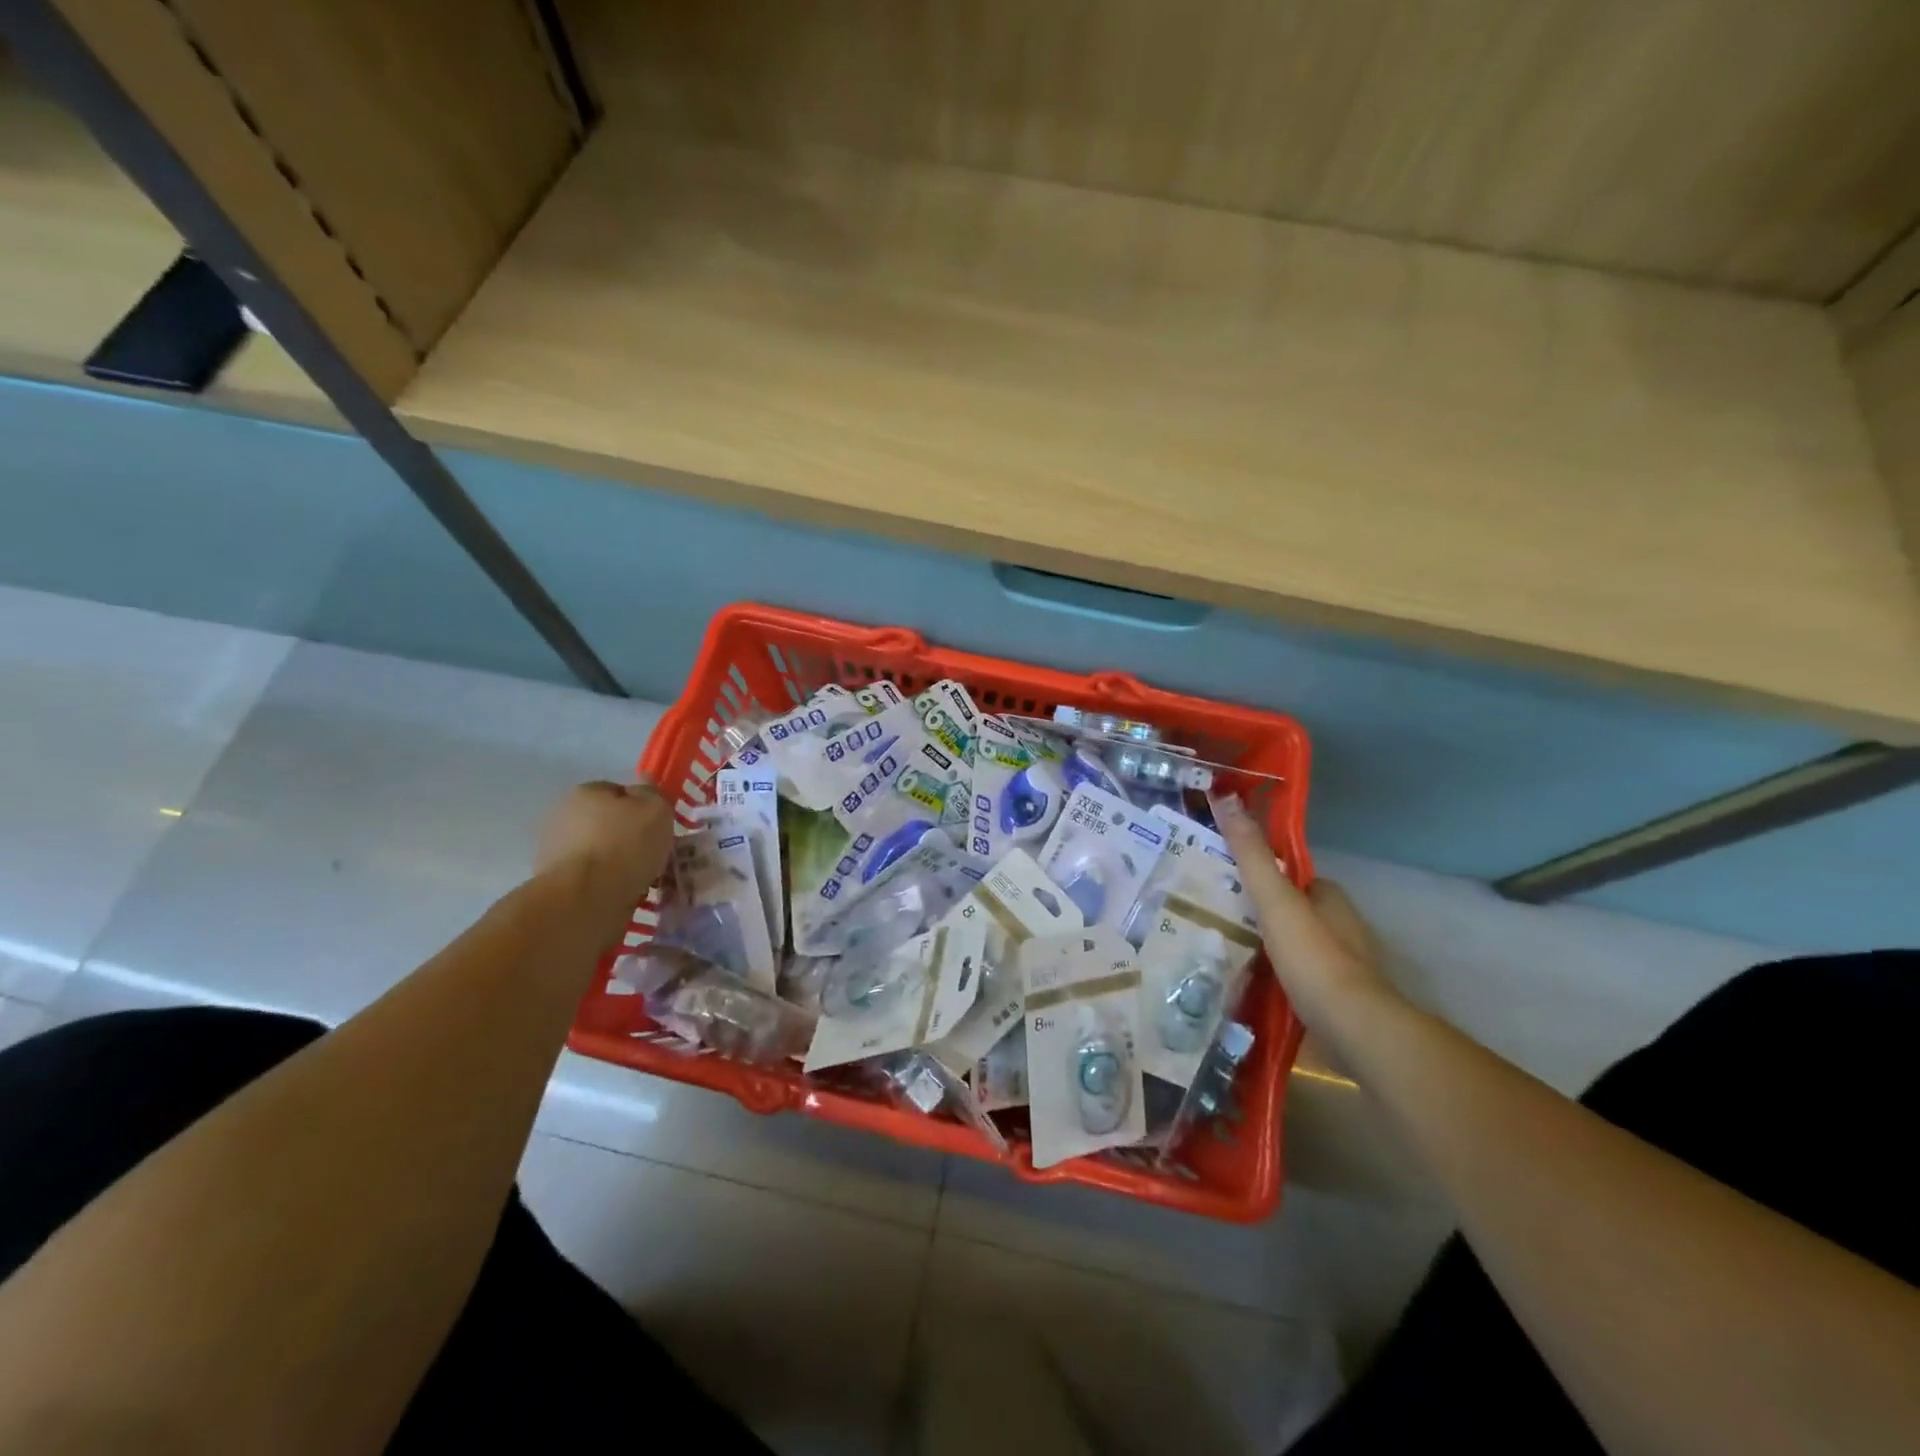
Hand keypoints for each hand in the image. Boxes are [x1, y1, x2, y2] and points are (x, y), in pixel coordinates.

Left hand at [535, 780, 674, 915]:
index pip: (619, 791)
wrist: (586, 899)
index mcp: (585, 792)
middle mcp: (563, 816)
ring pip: (600, 852)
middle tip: (653, 852)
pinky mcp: (555, 884)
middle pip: (607, 822)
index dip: (642, 807)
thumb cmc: (624, 845)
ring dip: (617, 862)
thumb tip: (643, 785)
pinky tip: (625, 893)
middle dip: (627, 835)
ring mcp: (554, 851)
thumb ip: (652, 794)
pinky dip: (607, 884)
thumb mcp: (656, 810)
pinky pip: (592, 878)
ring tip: (643, 878)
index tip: (658, 826)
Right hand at [1210, 792, 1389, 1024]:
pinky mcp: (1332, 1002)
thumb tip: (1225, 797)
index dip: (1263, 875)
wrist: (1354, 1032)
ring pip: (1292, 948)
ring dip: (1263, 948)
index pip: (1293, 877)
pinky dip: (1272, 980)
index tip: (1225, 877)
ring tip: (1219, 950)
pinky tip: (1243, 985)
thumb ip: (1252, 855)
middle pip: (1291, 912)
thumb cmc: (1315, 958)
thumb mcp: (1276, 900)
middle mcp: (1339, 929)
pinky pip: (1294, 980)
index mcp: (1330, 900)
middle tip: (1213, 915)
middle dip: (1260, 914)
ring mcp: (1338, 968)